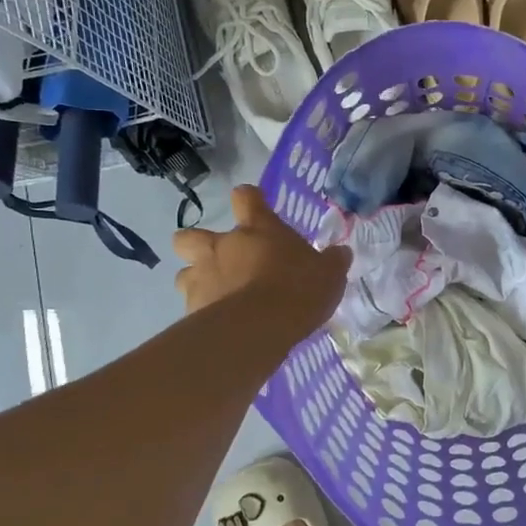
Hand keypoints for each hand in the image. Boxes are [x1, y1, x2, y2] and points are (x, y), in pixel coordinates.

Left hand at [172, 184, 349, 332]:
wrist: (259, 328)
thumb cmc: (298, 290)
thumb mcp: (329, 274)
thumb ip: (332, 261)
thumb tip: (341, 253)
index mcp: (257, 229)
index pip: (246, 197)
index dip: (249, 200)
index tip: (255, 207)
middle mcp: (222, 246)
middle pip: (191, 235)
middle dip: (198, 245)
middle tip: (222, 261)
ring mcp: (201, 276)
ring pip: (184, 272)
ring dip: (198, 280)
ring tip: (219, 297)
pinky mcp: (191, 308)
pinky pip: (191, 305)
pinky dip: (203, 312)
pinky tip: (219, 325)